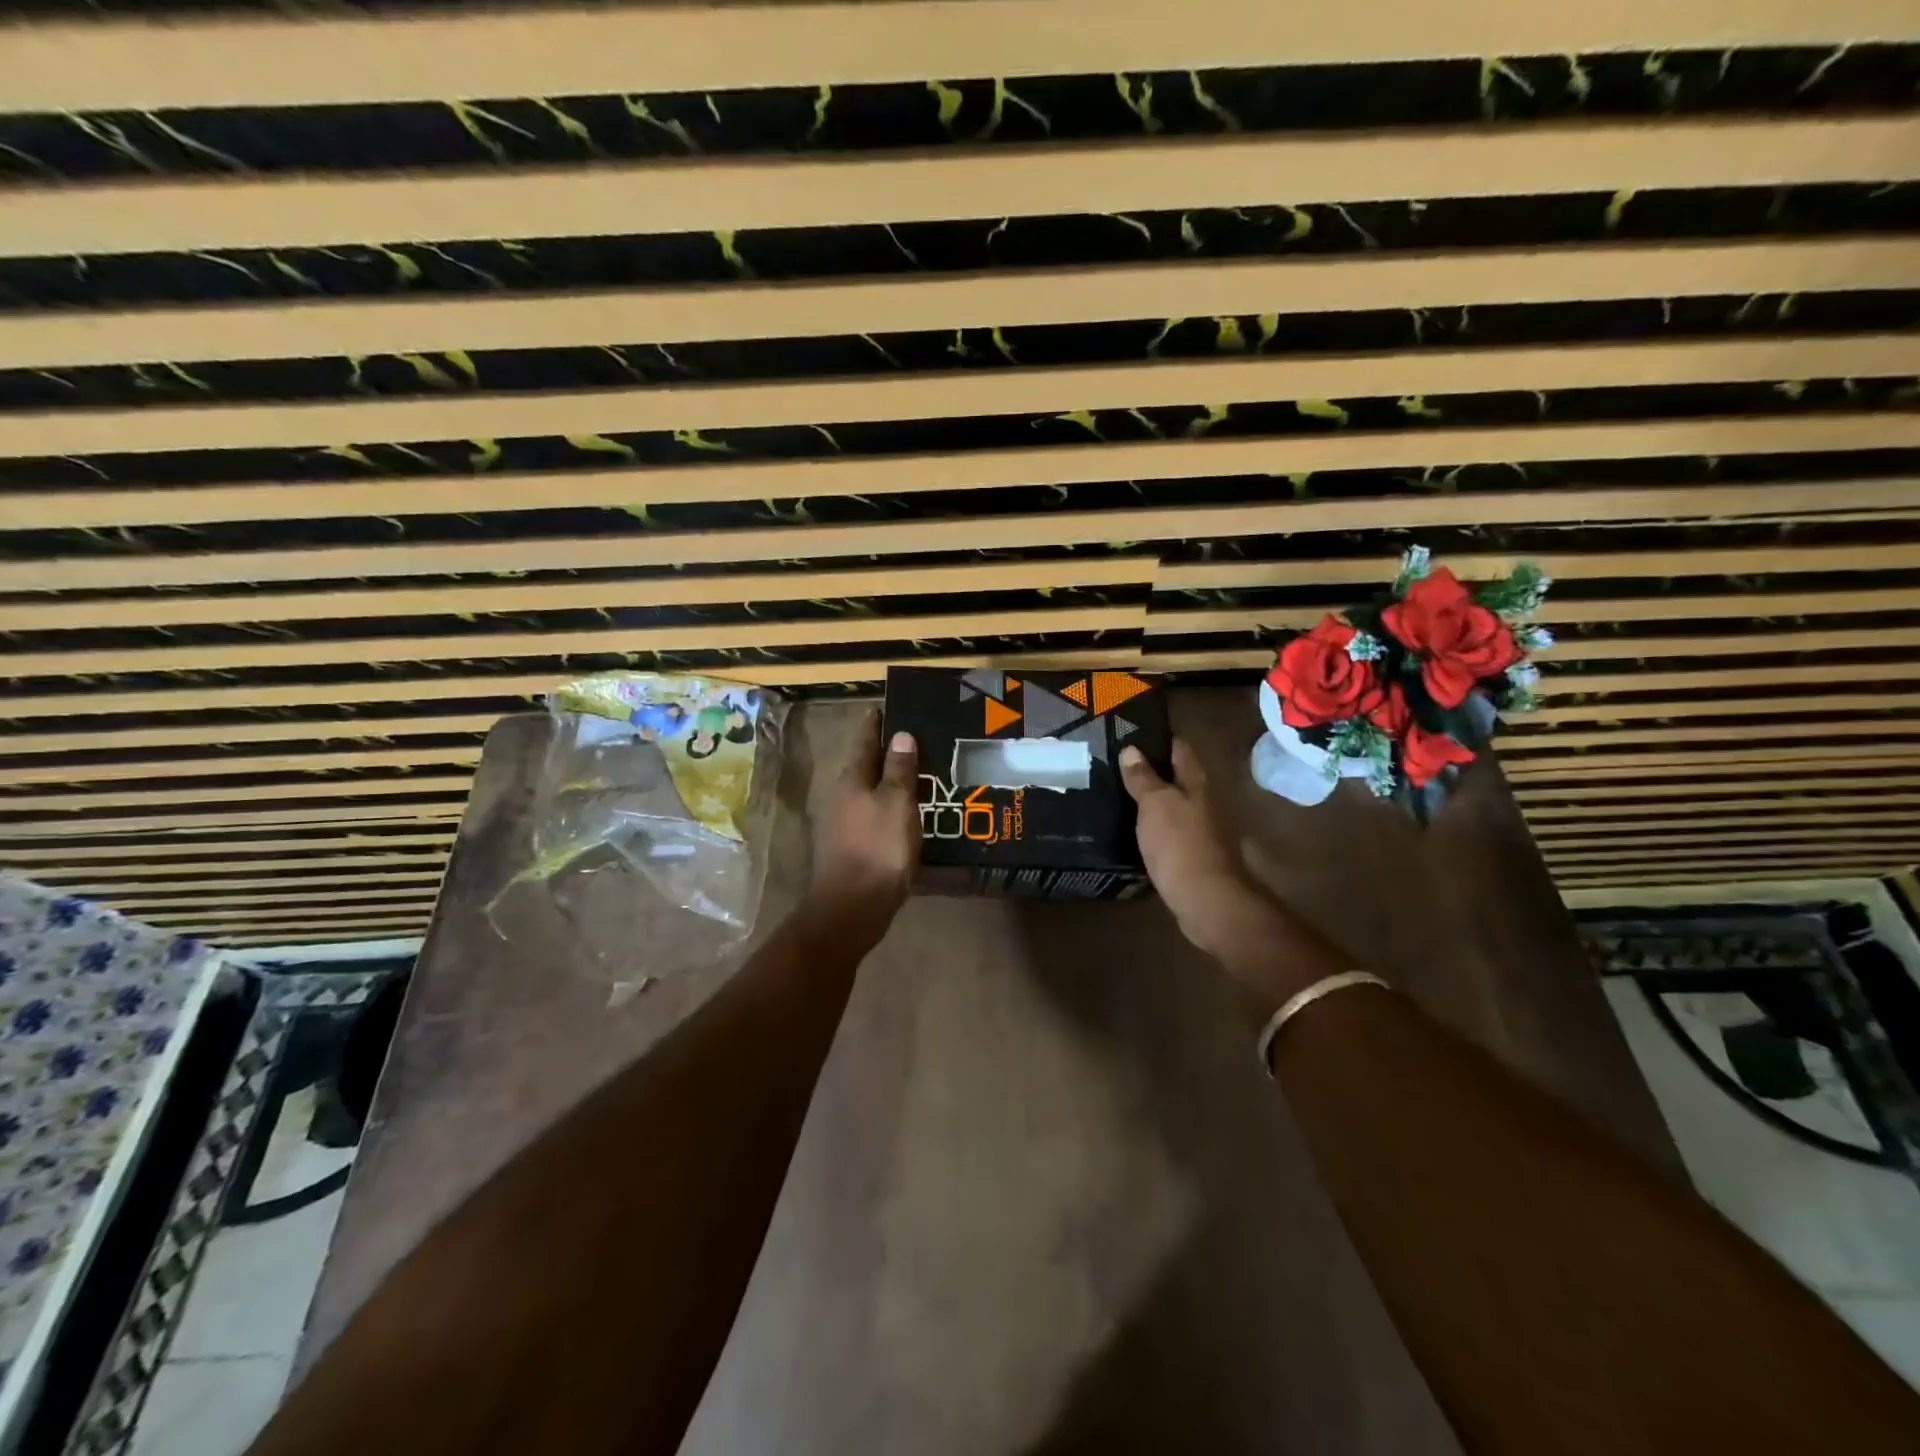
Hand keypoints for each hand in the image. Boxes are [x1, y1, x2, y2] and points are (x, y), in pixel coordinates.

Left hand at [807, 709, 921, 938]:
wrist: (852, 909)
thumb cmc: (878, 849)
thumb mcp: (897, 803)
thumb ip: (899, 769)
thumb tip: (900, 734)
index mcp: (852, 778)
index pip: (866, 738)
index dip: (880, 721)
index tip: (897, 705)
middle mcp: (843, 795)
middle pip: (868, 765)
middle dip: (891, 753)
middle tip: (923, 740)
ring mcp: (845, 823)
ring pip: (872, 792)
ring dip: (894, 782)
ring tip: (925, 776)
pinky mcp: (853, 847)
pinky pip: (876, 816)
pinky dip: (894, 809)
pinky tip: (914, 814)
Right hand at [1119, 739, 1304, 983]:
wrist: (1207, 900)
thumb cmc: (1181, 844)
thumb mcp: (1156, 804)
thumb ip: (1143, 778)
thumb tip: (1131, 749)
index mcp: (1198, 783)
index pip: (1180, 748)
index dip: (1159, 738)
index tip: (1132, 732)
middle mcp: (1204, 802)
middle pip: (1179, 777)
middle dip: (1153, 769)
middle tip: (1117, 764)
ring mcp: (1202, 831)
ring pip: (1174, 806)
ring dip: (1152, 800)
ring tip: (1119, 794)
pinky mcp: (1194, 856)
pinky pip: (1171, 832)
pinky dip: (1154, 827)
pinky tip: (1133, 829)